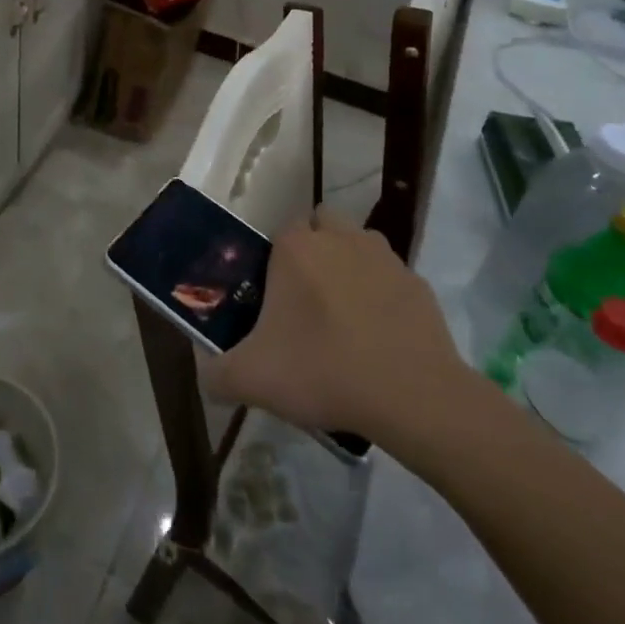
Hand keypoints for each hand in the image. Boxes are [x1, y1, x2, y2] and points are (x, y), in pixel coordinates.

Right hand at [201, 213, 487, 457]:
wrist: (413, 397)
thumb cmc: (324, 371)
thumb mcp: (253, 379)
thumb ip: (217, 374)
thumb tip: (207, 377)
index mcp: (295, 248)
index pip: (279, 234)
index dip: (274, 264)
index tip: (274, 301)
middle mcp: (339, 238)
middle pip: (320, 226)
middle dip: (314, 251)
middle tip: (306, 301)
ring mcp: (384, 257)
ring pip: (358, 246)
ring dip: (349, 266)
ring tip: (344, 316)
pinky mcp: (417, 283)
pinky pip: (391, 279)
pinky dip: (383, 297)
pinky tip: (379, 337)